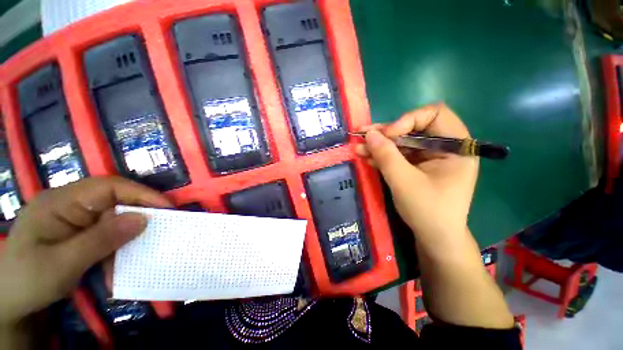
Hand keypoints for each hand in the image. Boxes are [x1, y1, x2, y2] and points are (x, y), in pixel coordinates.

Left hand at [0, 177, 171, 326]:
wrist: (10, 301)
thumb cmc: (27, 280)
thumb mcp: (62, 264)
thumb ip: (101, 239)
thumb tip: (143, 219)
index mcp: (60, 202)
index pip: (108, 187)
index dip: (141, 194)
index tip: (168, 208)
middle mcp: (69, 204)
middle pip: (114, 201)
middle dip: (138, 215)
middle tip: (161, 229)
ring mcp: (73, 219)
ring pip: (113, 219)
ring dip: (127, 236)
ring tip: (140, 251)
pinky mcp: (78, 233)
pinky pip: (106, 234)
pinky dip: (117, 247)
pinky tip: (117, 263)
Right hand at [355, 103, 478, 252]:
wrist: (434, 238)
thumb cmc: (427, 211)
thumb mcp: (404, 181)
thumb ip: (386, 155)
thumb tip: (369, 133)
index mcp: (456, 146)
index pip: (435, 114)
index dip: (408, 120)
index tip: (388, 135)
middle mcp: (444, 147)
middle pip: (413, 128)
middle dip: (386, 133)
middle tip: (363, 135)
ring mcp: (429, 157)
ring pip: (402, 142)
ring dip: (380, 145)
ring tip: (358, 147)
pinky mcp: (416, 167)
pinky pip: (399, 155)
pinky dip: (382, 155)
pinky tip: (367, 157)